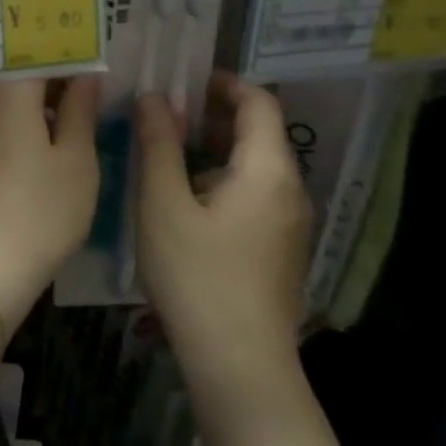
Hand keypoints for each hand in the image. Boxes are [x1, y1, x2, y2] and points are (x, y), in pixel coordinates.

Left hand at [0, 77, 100, 319]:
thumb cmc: (40, 209)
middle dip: (53, 84)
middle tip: (89, 97)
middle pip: (18, 77)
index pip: (38, 53)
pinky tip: (39, 154)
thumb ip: (81, 109)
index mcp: (7, 89)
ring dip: (35, 109)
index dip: (68, 57)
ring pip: (5, 103)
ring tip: (71, 127)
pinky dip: (16, 130)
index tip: (94, 65)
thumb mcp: (77, 160)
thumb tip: (86, 75)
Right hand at [136, 73, 310, 398]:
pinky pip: (255, 191)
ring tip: (165, 147)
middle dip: (212, 112)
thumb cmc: (197, 275)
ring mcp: (289, 223)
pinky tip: (183, 194)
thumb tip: (155, 97)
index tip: (180, 80)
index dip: (223, 83)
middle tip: (162, 110)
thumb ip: (159, 144)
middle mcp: (290, 190)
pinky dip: (222, 175)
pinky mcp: (279, 247)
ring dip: (214, 145)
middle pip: (259, 131)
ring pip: (255, 163)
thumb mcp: (163, 203)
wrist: (240, 366)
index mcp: (268, 171)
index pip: (259, 102)